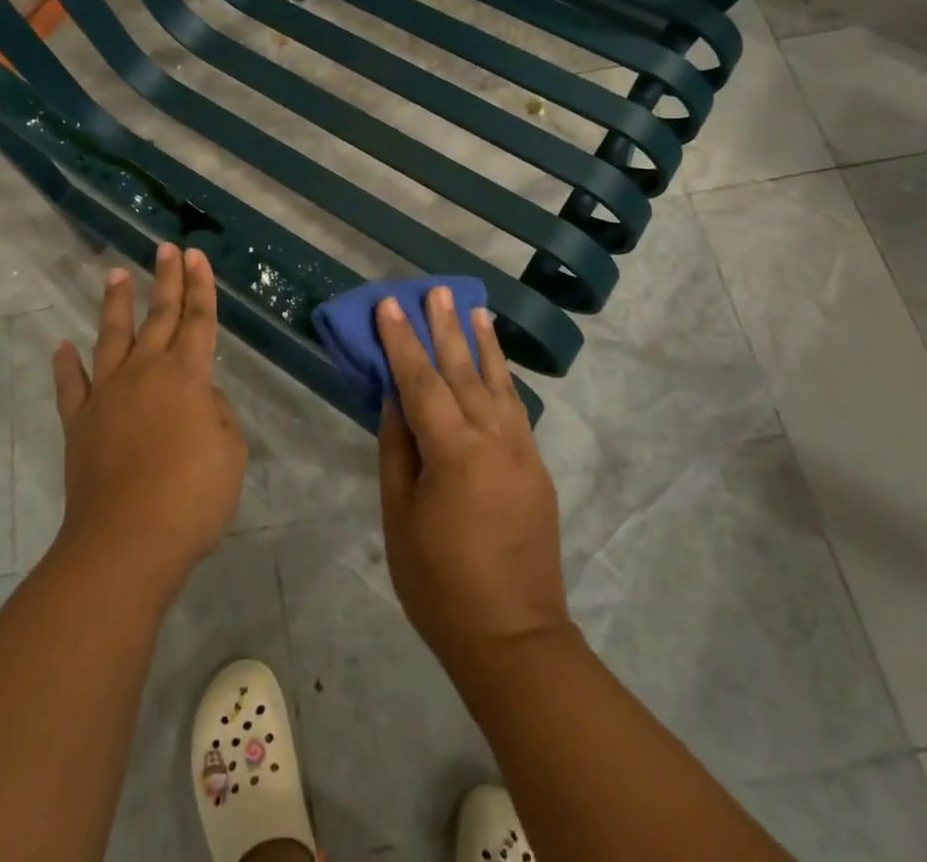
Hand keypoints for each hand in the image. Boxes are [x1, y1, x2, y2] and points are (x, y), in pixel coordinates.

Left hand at [51, 243, 246, 600]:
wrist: (126, 542)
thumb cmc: (191, 498)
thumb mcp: (231, 453)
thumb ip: (218, 414)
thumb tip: (198, 397)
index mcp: (187, 376)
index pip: (198, 320)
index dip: (200, 287)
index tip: (196, 255)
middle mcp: (146, 373)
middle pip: (159, 316)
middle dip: (166, 280)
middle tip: (166, 248)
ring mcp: (107, 395)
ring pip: (112, 337)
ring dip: (116, 304)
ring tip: (115, 273)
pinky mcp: (80, 422)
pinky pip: (71, 386)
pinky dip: (65, 365)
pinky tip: (61, 346)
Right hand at [377, 287, 569, 666]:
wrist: (513, 637)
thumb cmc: (438, 582)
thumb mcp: (400, 514)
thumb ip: (398, 447)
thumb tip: (396, 397)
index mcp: (453, 451)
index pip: (421, 381)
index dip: (402, 341)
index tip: (390, 304)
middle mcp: (493, 439)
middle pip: (463, 370)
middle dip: (445, 327)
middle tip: (436, 289)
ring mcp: (521, 451)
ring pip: (497, 383)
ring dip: (482, 342)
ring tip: (473, 307)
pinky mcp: (536, 466)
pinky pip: (514, 408)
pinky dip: (503, 376)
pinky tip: (495, 359)